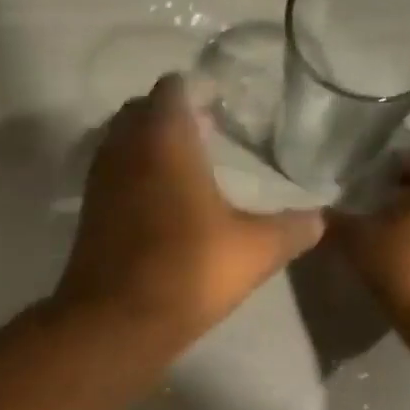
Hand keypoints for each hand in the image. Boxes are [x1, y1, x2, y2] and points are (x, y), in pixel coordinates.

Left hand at [55, 75, 325, 359]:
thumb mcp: (255, 251)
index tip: (223, 107)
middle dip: (171, 115)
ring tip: (187, 169)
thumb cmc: (188, 272)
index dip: (198, 90)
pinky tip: (162, 205)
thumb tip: (320, 219)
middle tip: (208, 134)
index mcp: (164, 137)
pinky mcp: (89, 213)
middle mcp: (124, 147)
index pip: (174, 87)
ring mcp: (100, 180)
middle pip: (143, 110)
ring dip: (149, 146)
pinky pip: (113, 176)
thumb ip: (292, 229)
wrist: (117, 322)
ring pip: (123, 143)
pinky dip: (134, 177)